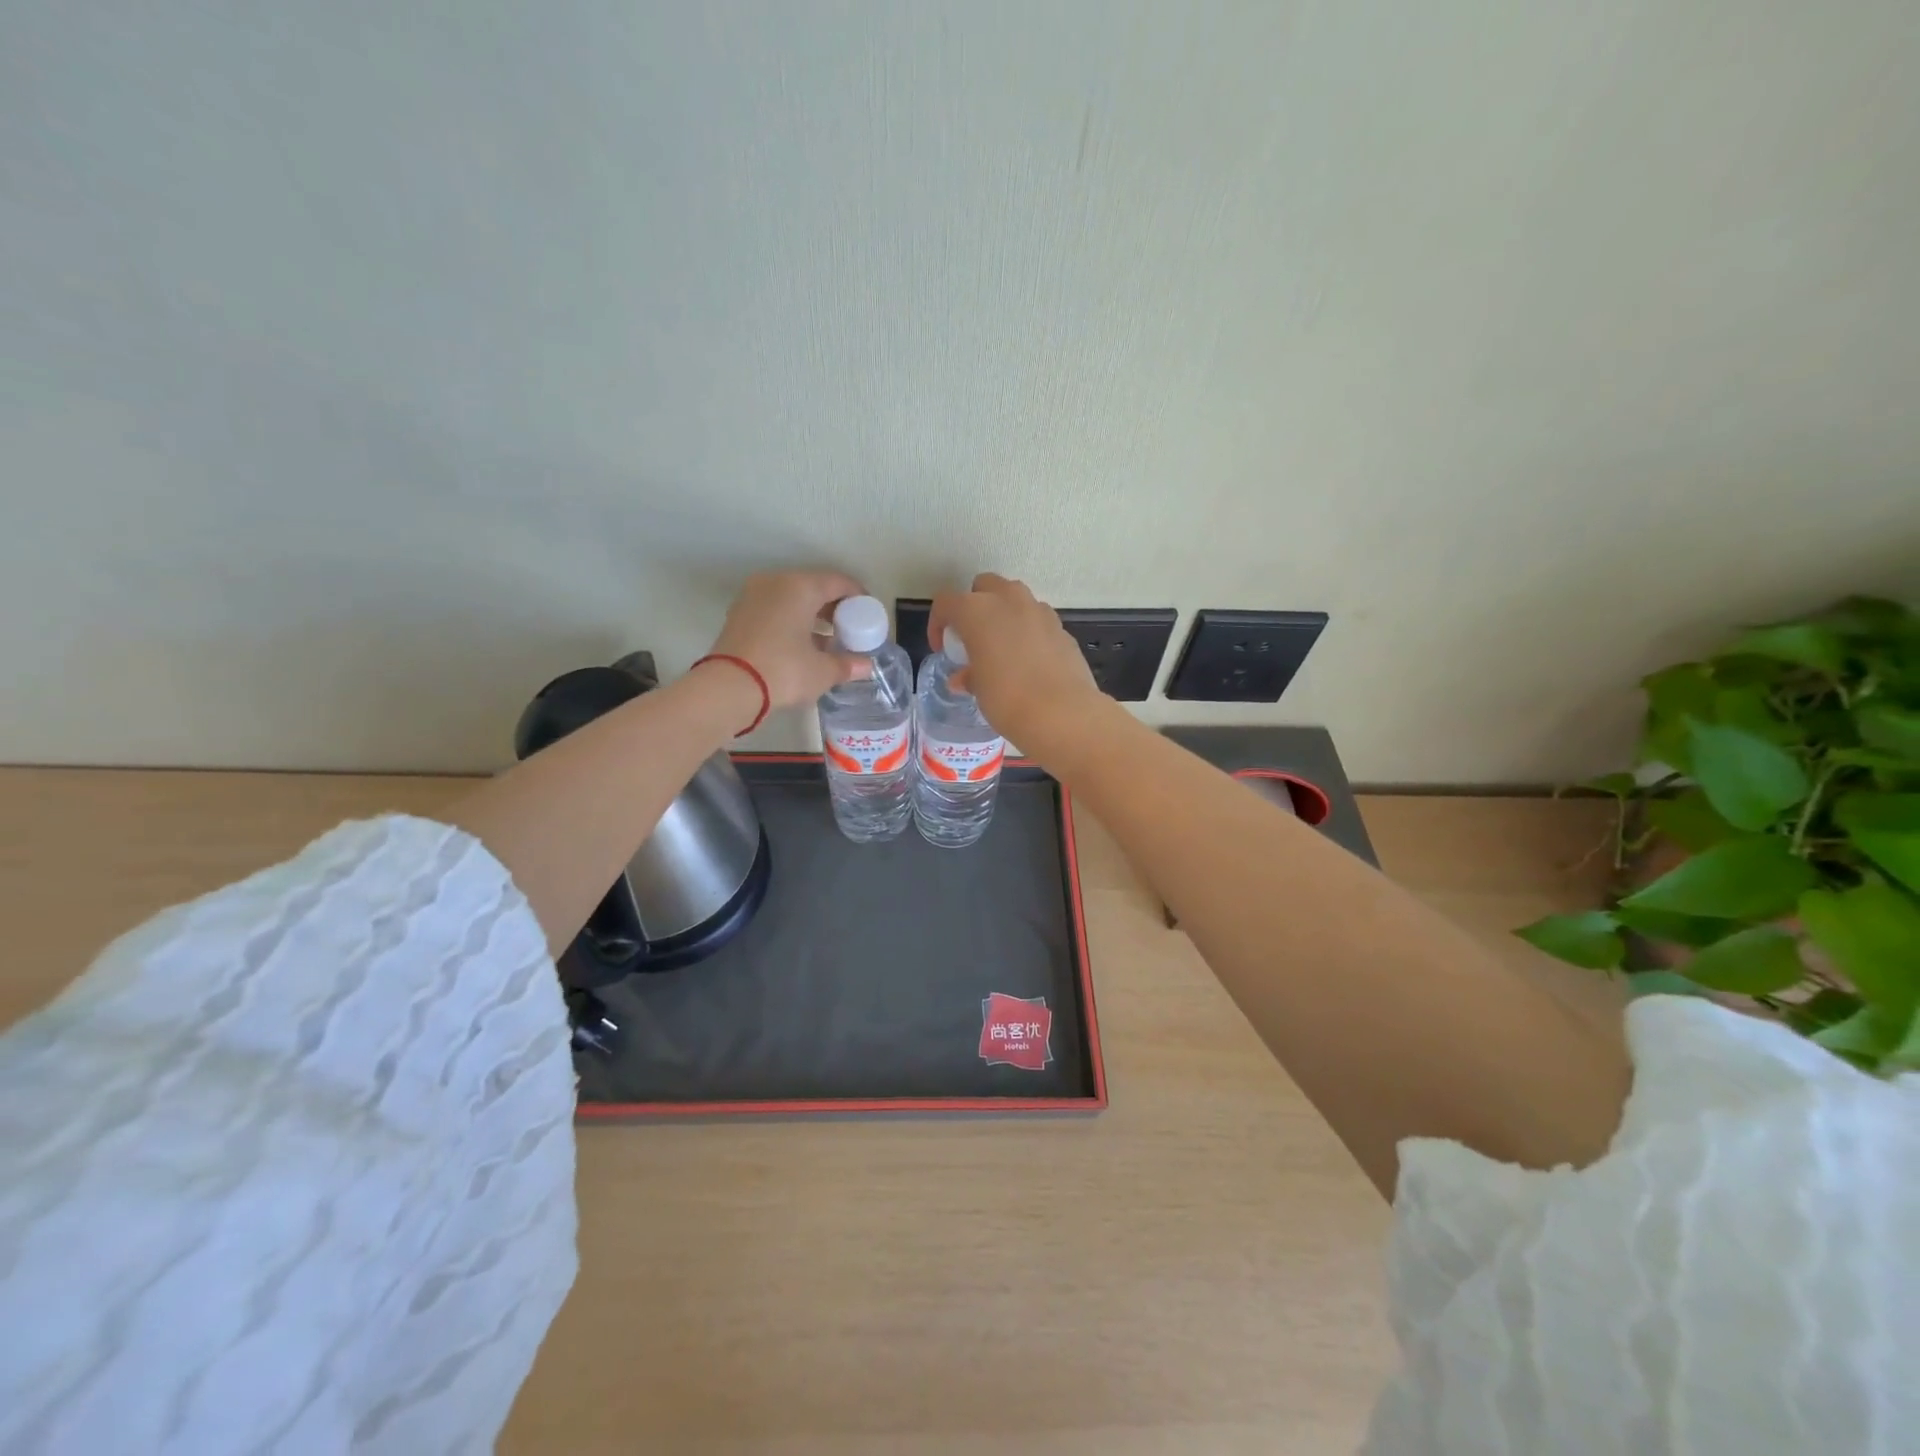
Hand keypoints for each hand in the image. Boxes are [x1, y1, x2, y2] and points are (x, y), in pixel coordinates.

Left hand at [709, 570, 869, 708]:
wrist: (728, 688)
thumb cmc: (783, 671)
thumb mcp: (822, 671)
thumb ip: (847, 664)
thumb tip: (866, 666)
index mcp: (801, 586)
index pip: (839, 582)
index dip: (858, 598)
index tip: (869, 616)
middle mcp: (776, 582)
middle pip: (814, 587)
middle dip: (834, 608)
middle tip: (849, 631)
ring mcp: (753, 596)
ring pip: (792, 598)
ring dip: (812, 616)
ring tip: (827, 641)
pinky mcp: (739, 614)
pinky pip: (775, 609)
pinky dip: (791, 621)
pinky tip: (802, 645)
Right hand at [926, 573, 1111, 759]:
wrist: (1063, 713)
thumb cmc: (1007, 699)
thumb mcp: (978, 689)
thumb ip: (969, 675)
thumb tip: (964, 678)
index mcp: (977, 610)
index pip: (946, 602)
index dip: (938, 624)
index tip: (943, 648)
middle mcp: (1009, 600)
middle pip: (984, 586)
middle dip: (975, 605)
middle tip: (972, 637)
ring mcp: (1040, 611)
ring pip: (1015, 599)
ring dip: (1004, 614)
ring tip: (1002, 647)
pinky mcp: (1062, 628)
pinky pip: (1037, 620)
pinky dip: (1028, 631)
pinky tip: (1029, 660)